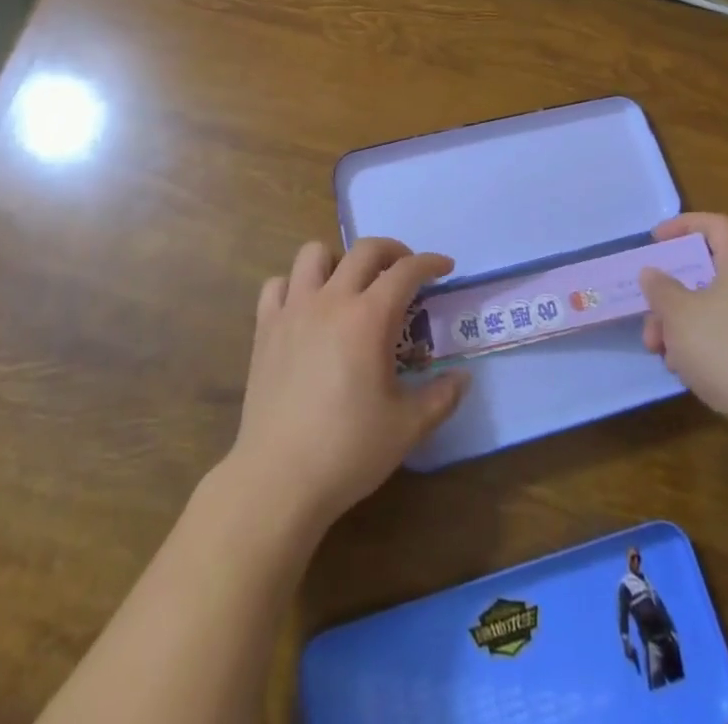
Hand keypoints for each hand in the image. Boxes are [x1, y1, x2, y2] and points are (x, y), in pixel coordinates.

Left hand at [223, 238, 470, 538]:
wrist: (278, 478)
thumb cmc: (348, 450)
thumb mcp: (407, 427)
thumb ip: (441, 397)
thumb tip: (462, 378)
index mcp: (369, 318)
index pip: (405, 271)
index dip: (430, 263)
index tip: (445, 268)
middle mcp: (331, 300)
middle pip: (364, 250)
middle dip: (392, 250)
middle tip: (406, 270)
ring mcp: (293, 310)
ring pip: (314, 254)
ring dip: (339, 259)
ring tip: (351, 284)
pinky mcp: (265, 328)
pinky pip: (278, 285)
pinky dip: (296, 285)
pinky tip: (307, 308)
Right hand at [638, 212, 727, 462]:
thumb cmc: (727, 349)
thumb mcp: (679, 314)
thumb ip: (660, 287)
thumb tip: (653, 273)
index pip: (715, 225)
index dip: (682, 225)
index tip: (654, 241)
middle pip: (708, 272)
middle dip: (671, 291)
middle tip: (648, 310)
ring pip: (713, 307)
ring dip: (680, 323)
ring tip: (659, 350)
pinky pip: (727, 335)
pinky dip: (702, 344)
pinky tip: (684, 370)